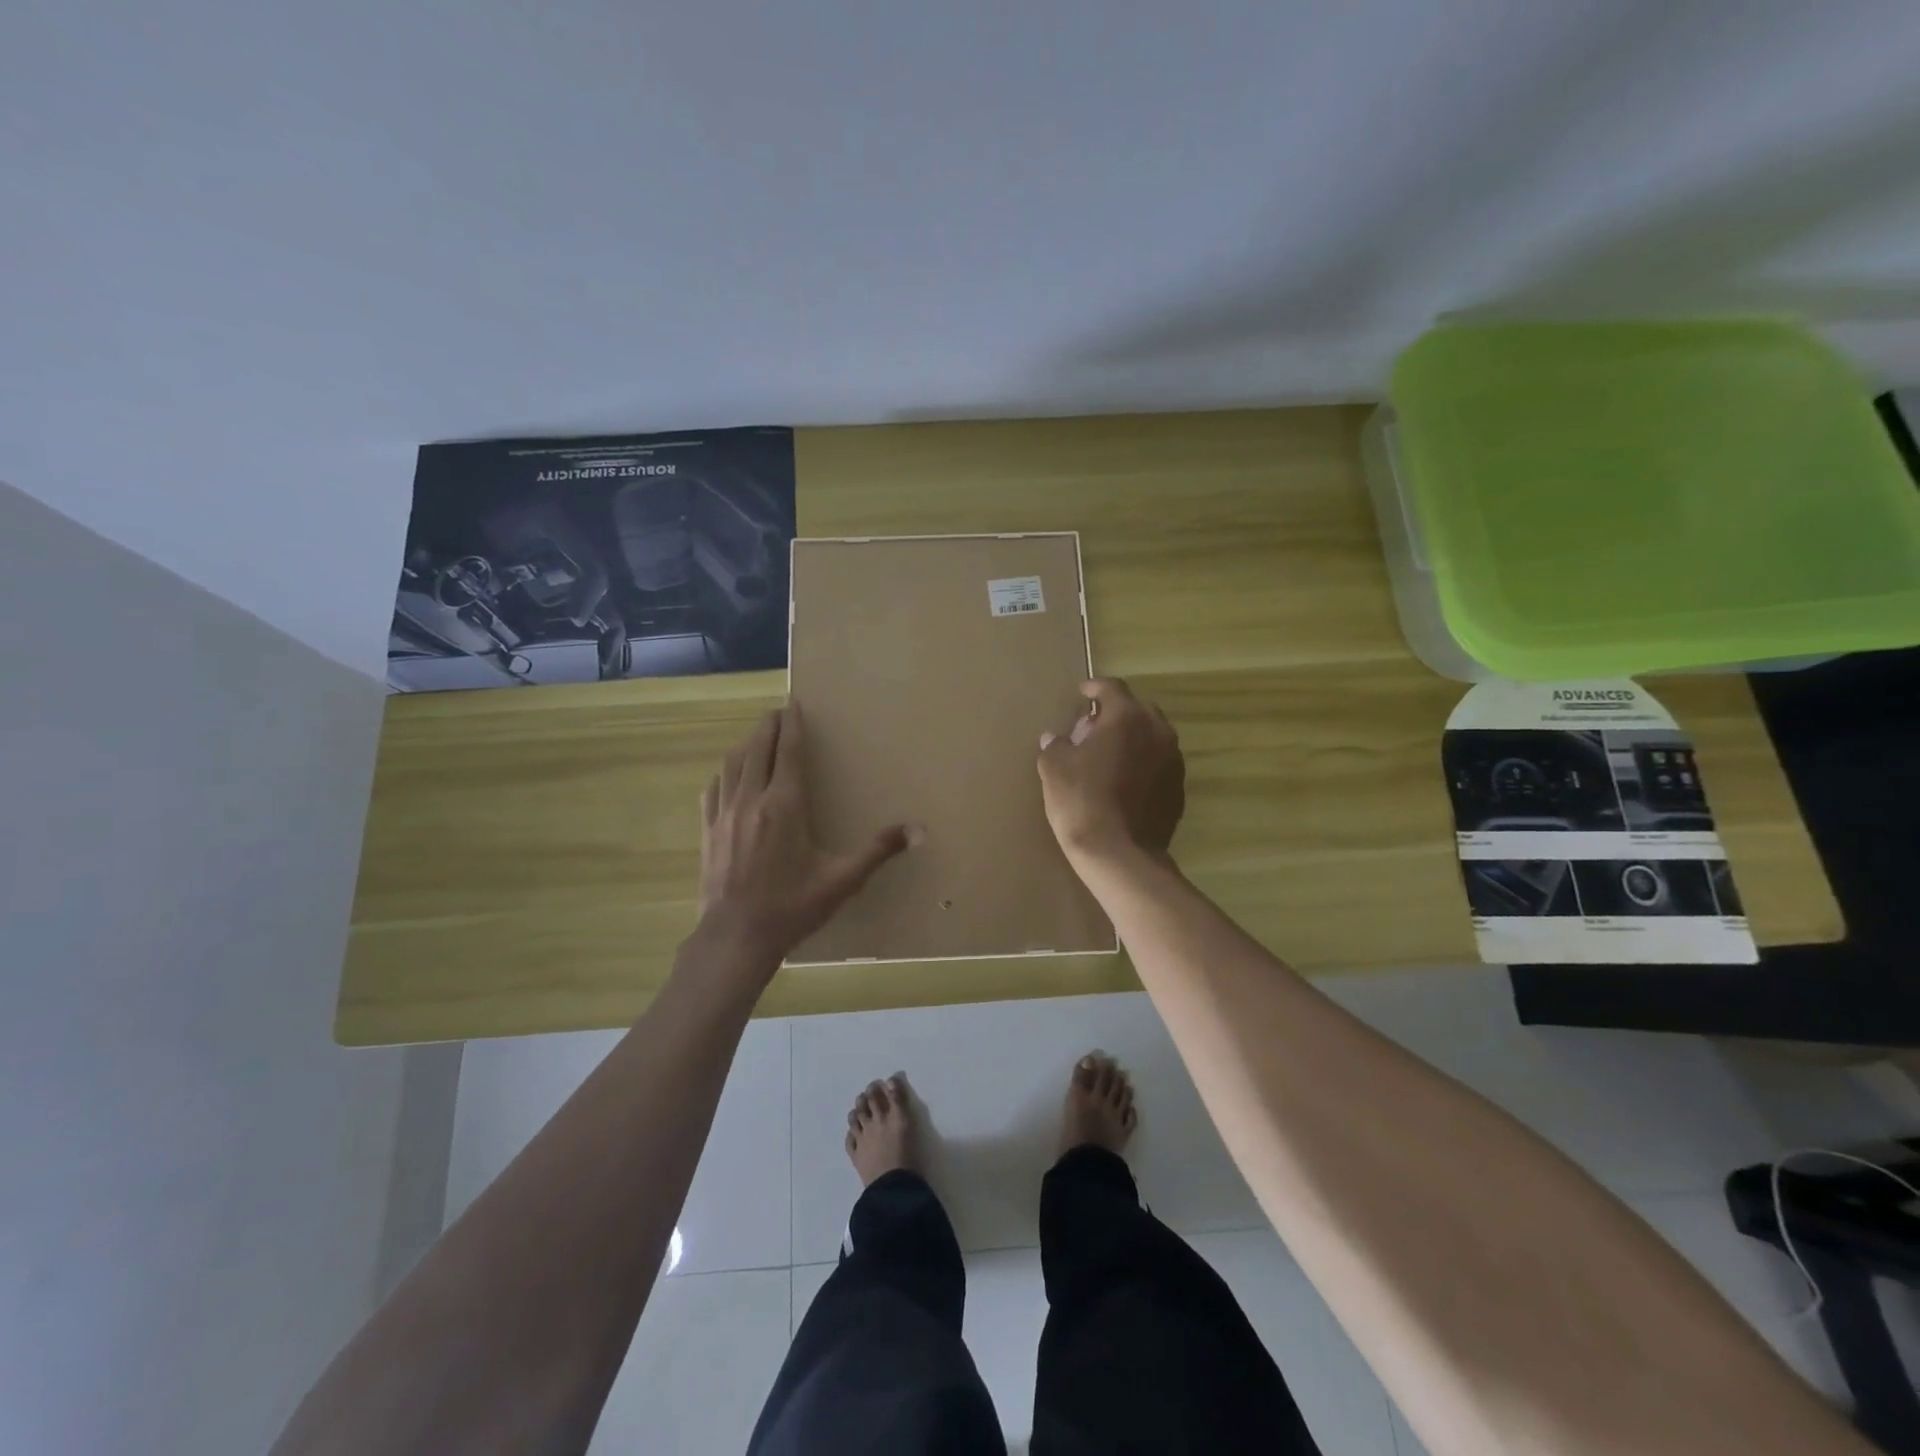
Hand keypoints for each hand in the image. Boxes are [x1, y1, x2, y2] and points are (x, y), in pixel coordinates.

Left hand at [698, 702, 911, 968]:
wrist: (735, 937)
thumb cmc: (792, 907)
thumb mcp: (842, 880)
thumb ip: (878, 851)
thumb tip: (918, 831)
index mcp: (785, 806)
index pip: (789, 751)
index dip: (793, 725)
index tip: (795, 705)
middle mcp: (752, 799)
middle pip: (758, 748)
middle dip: (769, 726)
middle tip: (779, 713)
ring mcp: (725, 814)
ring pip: (732, 764)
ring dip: (746, 745)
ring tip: (758, 739)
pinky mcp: (708, 830)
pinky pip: (714, 789)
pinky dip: (724, 773)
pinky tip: (729, 776)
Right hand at [1037, 678, 1184, 861]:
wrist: (1120, 853)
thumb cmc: (1081, 801)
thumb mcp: (1054, 768)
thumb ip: (1055, 746)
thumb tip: (1054, 739)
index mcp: (1127, 717)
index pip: (1111, 688)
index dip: (1094, 687)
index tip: (1081, 693)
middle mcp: (1158, 731)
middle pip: (1137, 710)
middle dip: (1115, 713)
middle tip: (1092, 728)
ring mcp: (1173, 761)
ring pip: (1152, 737)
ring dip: (1132, 740)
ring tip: (1109, 755)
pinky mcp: (1178, 789)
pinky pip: (1158, 765)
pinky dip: (1142, 765)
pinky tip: (1124, 782)